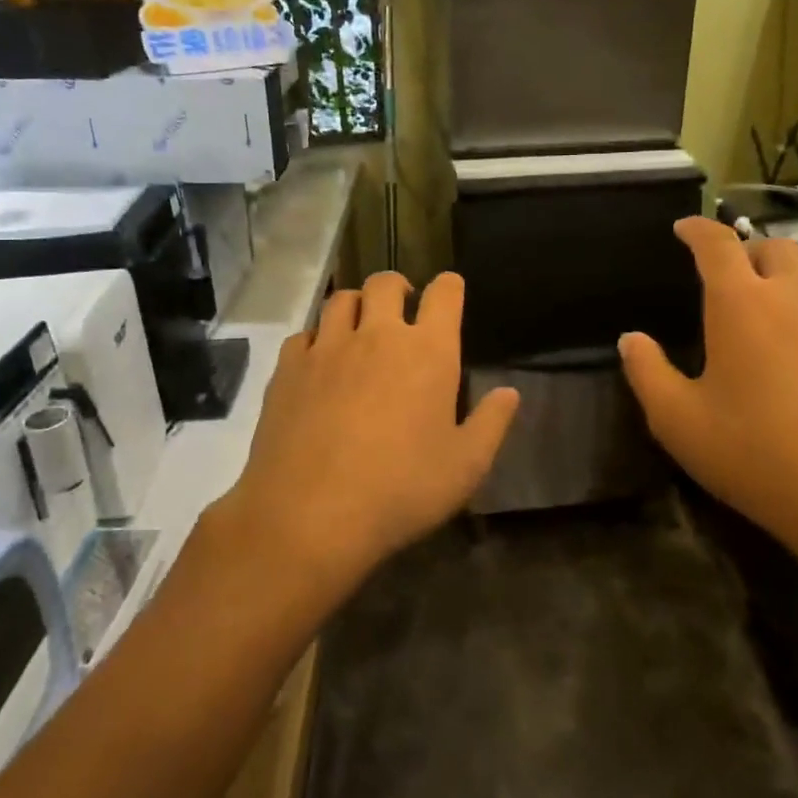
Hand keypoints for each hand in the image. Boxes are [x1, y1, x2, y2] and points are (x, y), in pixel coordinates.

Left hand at [221, 271, 518, 589]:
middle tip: (401, 310)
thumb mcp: (465, 467)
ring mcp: (327, 348)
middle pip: (385, 283)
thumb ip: (491, 423)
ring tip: (360, 329)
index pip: (444, 293)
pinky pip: (304, 335)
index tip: (449, 293)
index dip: (449, 287)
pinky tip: (320, 365)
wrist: (310, 515)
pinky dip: (316, 340)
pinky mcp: (288, 369)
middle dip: (398, 288)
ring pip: (341, 300)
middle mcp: (377, 335)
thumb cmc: (401, 491)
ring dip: (356, 306)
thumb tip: (509, 392)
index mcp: (428, 352)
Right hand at [619, 218, 797, 581]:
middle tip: (732, 277)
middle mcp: (795, 293)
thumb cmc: (756, 455)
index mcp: (741, 303)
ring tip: (784, 297)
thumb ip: (647, 372)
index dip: (697, 228)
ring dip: (797, 270)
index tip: (684, 228)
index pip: (716, 243)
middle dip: (747, 251)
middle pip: (773, 245)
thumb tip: (630, 339)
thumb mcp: (678, 422)